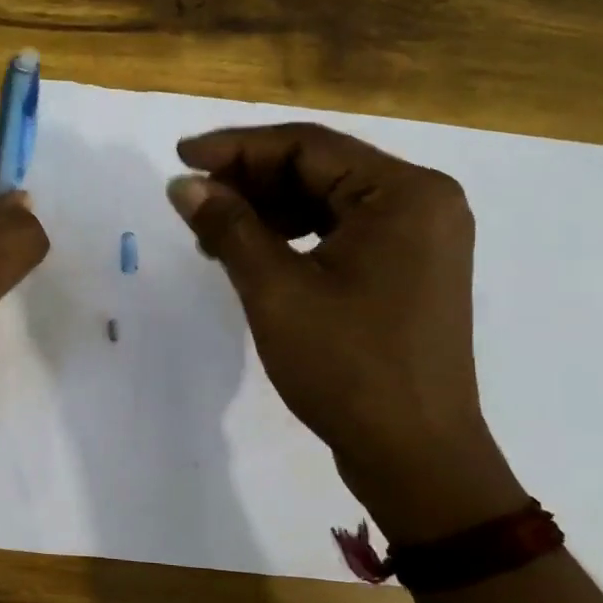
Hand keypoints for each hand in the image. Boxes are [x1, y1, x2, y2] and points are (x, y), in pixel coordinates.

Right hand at [167, 123, 525, 544]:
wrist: (414, 455)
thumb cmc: (347, 367)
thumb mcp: (276, 291)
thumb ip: (229, 227)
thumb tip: (183, 184)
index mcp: (404, 194)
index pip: (308, 146)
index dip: (237, 148)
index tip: (181, 157)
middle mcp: (422, 204)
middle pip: (320, 170)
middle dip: (250, 181)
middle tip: (191, 198)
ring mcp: (419, 240)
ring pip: (328, 202)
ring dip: (267, 210)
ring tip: (211, 231)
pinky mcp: (407, 272)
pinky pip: (341, 234)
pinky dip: (293, 237)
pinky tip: (252, 253)